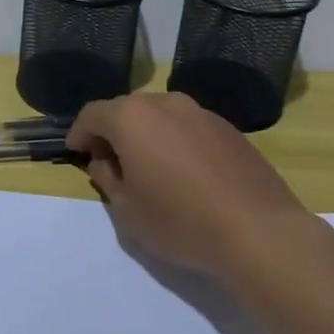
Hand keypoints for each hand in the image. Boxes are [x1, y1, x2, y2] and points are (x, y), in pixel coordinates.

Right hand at [66, 92, 307, 277]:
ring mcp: (201, 112)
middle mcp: (165, 103)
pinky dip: (176, 142)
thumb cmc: (180, 221)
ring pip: (160, 116)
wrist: (257, 231)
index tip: (75, 151)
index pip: (93, 114)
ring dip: (147, 135)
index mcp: (132, 117)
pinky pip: (188, 127)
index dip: (79, 132)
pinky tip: (185, 174)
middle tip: (110, 162)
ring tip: (149, 168)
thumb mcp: (127, 210)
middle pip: (127, 110)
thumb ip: (107, 178)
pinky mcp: (228, 128)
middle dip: (113, 132)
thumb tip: (105, 161)